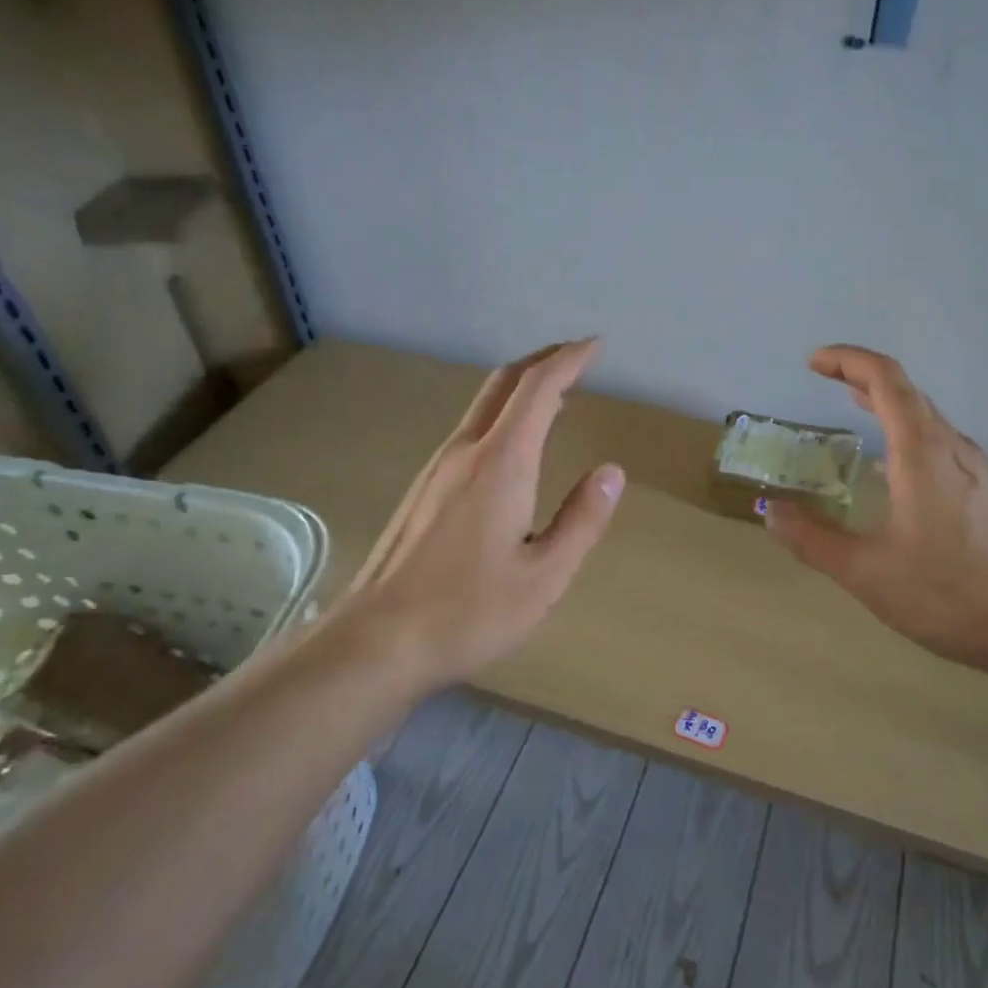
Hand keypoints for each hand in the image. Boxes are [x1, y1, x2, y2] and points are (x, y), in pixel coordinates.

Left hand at [335, 338, 625, 689]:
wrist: (375, 641)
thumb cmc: (468, 611)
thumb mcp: (545, 576)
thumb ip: (582, 519)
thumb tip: (612, 471)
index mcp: (502, 463)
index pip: (539, 389)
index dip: (570, 360)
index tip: (596, 345)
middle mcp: (466, 451)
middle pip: (504, 382)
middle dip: (543, 359)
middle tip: (577, 356)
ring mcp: (437, 468)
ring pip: (483, 404)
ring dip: (521, 387)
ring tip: (555, 396)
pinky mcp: (422, 488)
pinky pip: (470, 429)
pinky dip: (502, 414)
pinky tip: (514, 443)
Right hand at [764, 345, 987, 675]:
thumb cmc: (950, 592)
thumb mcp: (867, 572)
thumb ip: (814, 540)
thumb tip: (772, 513)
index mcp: (921, 451)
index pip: (884, 379)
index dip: (847, 360)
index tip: (813, 363)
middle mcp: (951, 447)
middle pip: (907, 392)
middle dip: (863, 377)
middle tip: (826, 380)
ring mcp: (976, 469)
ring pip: (927, 418)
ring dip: (887, 404)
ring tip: (855, 409)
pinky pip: (940, 444)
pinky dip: (907, 434)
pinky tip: (894, 471)